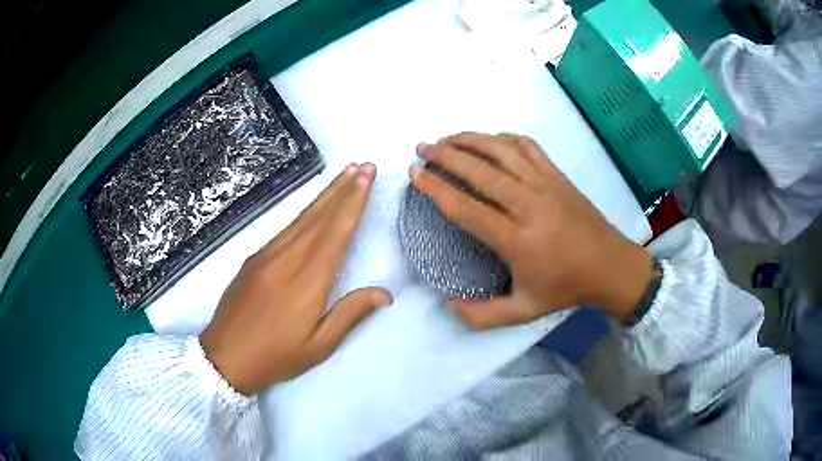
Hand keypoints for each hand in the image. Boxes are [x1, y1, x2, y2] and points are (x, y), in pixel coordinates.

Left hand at [200, 163, 391, 395]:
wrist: (225, 356)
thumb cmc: (276, 356)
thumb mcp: (319, 346)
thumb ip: (351, 314)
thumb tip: (385, 292)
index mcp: (307, 281)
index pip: (336, 232)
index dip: (353, 202)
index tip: (367, 176)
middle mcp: (287, 259)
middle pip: (320, 216)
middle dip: (343, 188)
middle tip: (362, 165)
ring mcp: (266, 255)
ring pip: (302, 217)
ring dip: (325, 195)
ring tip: (344, 175)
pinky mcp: (254, 258)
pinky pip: (285, 228)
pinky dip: (304, 212)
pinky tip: (313, 208)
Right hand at [410, 133, 651, 329]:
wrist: (610, 266)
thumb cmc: (565, 288)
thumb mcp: (523, 312)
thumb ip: (482, 315)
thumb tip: (447, 304)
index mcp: (517, 240)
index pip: (466, 208)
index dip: (436, 188)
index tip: (415, 174)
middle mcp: (529, 205)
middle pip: (479, 171)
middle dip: (445, 155)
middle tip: (422, 149)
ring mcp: (545, 184)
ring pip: (501, 151)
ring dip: (470, 140)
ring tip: (447, 138)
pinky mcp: (558, 175)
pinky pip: (527, 146)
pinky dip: (503, 139)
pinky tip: (489, 141)